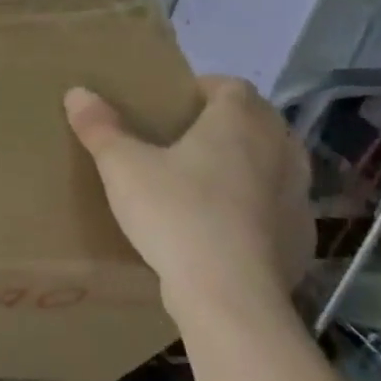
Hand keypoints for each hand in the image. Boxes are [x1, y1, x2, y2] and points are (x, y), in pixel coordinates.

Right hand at [65, 76, 313, 335]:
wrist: (229, 294)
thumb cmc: (176, 212)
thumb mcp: (122, 167)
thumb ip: (100, 128)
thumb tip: (77, 92)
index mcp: (239, 123)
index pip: (232, 86)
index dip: (203, 88)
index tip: (173, 104)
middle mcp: (279, 150)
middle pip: (259, 120)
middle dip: (227, 123)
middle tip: (184, 139)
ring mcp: (298, 195)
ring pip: (275, 163)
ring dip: (248, 163)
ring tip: (206, 180)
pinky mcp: (302, 237)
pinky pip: (279, 206)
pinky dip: (257, 206)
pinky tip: (225, 225)